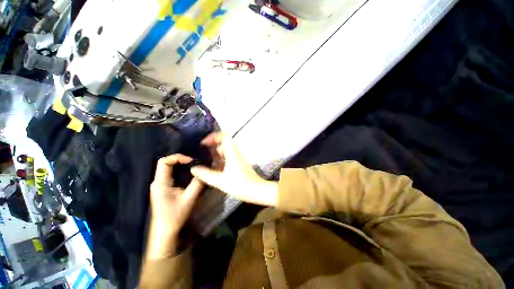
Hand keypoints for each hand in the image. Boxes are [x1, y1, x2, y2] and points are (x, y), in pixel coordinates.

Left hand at [147, 154, 202, 258]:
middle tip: (195, 162)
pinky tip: (190, 174)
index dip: (177, 157)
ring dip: (181, 165)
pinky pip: (172, 174)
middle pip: (166, 164)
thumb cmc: (175, 216)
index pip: (164, 162)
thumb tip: (204, 172)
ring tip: (195, 166)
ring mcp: (160, 185)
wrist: (165, 232)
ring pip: (169, 169)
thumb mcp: (189, 199)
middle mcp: (158, 182)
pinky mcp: (164, 189)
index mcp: (160, 183)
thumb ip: (197, 184)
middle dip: (181, 160)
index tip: (191, 160)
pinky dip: (181, 171)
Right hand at [190, 133, 277, 206]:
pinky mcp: (238, 163)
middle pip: (223, 143)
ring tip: (203, 160)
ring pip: (225, 151)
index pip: (224, 137)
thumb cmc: (240, 185)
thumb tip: (193, 169)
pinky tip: (212, 167)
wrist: (256, 190)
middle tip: (200, 153)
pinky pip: (227, 157)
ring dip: (215, 154)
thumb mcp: (221, 181)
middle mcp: (236, 153)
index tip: (203, 144)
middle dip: (211, 146)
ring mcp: (237, 158)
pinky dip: (219, 159)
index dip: (213, 137)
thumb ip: (206, 175)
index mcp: (233, 153)